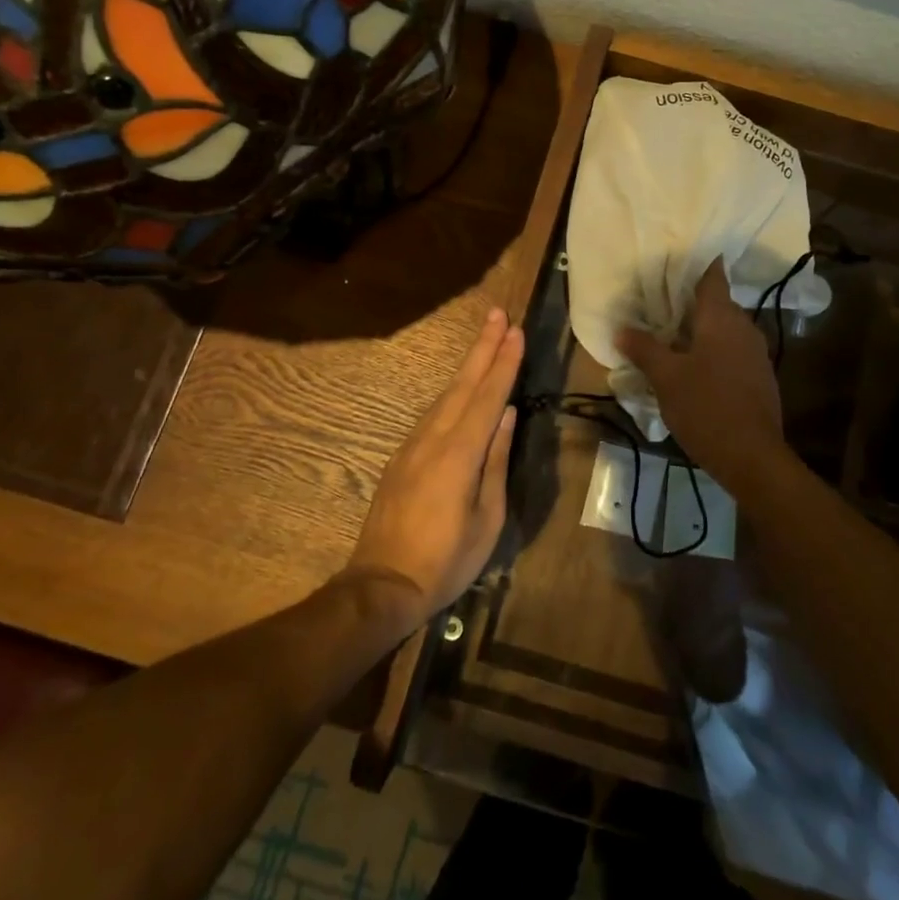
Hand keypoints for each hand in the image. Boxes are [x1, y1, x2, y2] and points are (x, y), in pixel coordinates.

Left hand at [345, 307, 522, 626]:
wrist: (382, 585)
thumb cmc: (446, 560)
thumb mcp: (486, 518)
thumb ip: (496, 461)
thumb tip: (507, 415)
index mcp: (459, 453)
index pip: (488, 397)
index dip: (504, 362)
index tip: (516, 331)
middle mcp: (434, 438)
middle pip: (463, 384)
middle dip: (483, 347)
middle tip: (497, 314)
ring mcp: (413, 445)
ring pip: (446, 395)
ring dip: (468, 365)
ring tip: (486, 339)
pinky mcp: (402, 457)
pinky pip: (433, 414)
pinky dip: (453, 392)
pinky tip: (463, 387)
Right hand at [616, 259, 783, 483]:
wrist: (752, 457)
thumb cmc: (706, 407)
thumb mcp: (665, 378)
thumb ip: (644, 348)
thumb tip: (621, 329)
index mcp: (721, 318)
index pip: (712, 276)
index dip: (696, 264)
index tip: (674, 259)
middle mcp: (744, 327)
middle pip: (717, 303)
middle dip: (689, 302)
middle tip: (658, 303)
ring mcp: (756, 353)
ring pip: (725, 329)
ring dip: (701, 329)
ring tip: (670, 335)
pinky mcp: (760, 376)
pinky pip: (732, 351)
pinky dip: (713, 350)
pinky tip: (694, 367)